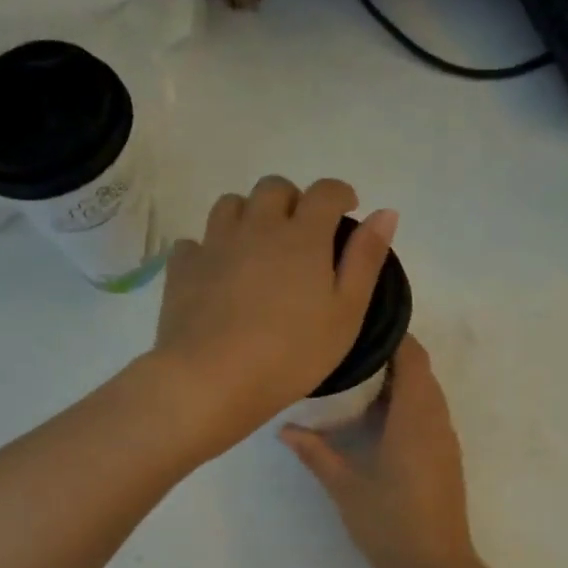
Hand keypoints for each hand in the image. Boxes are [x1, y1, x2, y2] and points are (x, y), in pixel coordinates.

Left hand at [148, 176, 396, 457]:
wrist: (212, 379)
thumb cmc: (291, 354)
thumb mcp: (346, 314)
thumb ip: (366, 259)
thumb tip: (384, 212)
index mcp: (302, 236)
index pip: (324, 192)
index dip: (340, 194)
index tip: (347, 208)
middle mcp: (257, 227)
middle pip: (274, 188)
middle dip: (292, 199)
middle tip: (302, 231)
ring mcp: (215, 244)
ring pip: (231, 205)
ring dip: (249, 214)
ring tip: (258, 245)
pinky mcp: (183, 268)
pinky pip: (195, 241)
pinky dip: (210, 248)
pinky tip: (217, 272)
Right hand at [280, 336, 481, 567]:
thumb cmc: (390, 523)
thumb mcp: (345, 487)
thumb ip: (316, 453)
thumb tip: (284, 429)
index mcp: (415, 417)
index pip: (412, 357)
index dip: (393, 335)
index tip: (360, 327)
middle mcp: (436, 420)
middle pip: (420, 371)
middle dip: (390, 357)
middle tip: (348, 355)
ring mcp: (445, 440)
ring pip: (426, 393)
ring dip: (398, 383)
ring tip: (355, 383)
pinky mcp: (445, 457)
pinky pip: (428, 414)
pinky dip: (406, 405)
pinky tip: (374, 421)